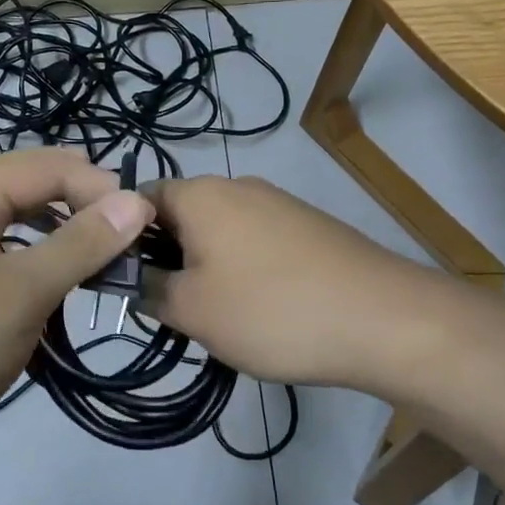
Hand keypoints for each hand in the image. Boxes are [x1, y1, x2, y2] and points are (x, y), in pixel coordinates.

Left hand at [0, 147, 152, 473]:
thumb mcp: (19, 294)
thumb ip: (78, 245)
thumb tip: (136, 200)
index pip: (41, 167)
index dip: (94, 184)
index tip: (140, 221)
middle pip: (19, 190)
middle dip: (72, 202)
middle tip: (119, 230)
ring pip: (5, 233)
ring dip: (50, 240)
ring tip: (90, 262)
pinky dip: (25, 275)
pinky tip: (45, 305)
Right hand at [144, 175, 426, 389]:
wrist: (383, 319)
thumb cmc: (270, 310)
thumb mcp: (192, 310)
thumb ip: (147, 289)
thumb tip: (131, 277)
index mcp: (200, 194)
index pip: (138, 199)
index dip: (121, 237)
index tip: (122, 280)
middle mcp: (238, 185)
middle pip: (181, 215)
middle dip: (166, 258)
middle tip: (168, 307)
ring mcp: (278, 203)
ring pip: (219, 231)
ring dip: (205, 267)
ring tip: (216, 316)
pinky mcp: (308, 226)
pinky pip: (255, 241)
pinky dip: (243, 269)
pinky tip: (260, 309)